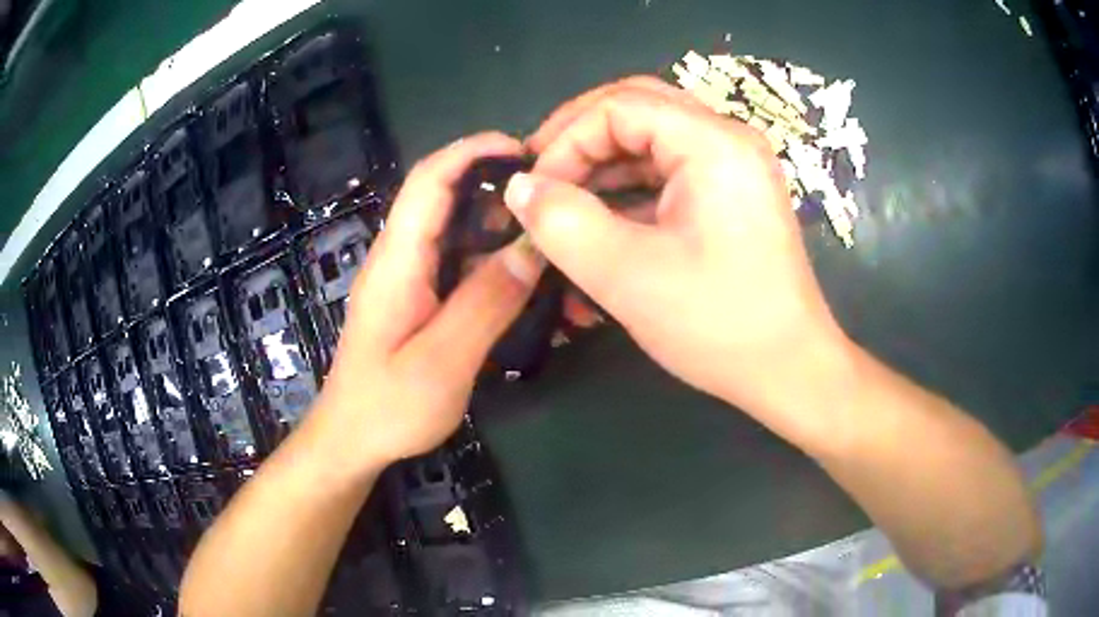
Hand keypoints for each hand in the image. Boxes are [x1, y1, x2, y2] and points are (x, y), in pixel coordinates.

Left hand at [309, 133, 543, 471]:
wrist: (352, 441)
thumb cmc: (387, 408)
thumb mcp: (442, 362)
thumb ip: (485, 303)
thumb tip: (532, 248)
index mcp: (397, 260)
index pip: (430, 180)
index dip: (474, 151)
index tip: (526, 150)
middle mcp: (399, 257)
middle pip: (445, 196)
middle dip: (497, 185)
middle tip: (553, 200)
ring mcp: (407, 277)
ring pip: (455, 229)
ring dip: (499, 224)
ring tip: (548, 238)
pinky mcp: (416, 297)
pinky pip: (457, 261)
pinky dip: (491, 258)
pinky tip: (523, 277)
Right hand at [507, 78, 850, 442]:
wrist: (789, 370)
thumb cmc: (718, 324)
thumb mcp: (627, 275)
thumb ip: (562, 222)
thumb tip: (519, 186)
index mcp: (713, 143)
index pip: (618, 106)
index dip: (564, 140)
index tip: (533, 191)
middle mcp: (728, 140)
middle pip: (637, 109)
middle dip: (579, 141)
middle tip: (541, 180)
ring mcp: (734, 167)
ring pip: (651, 140)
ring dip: (602, 168)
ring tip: (563, 206)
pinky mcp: (731, 195)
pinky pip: (669, 172)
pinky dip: (630, 190)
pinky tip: (602, 223)